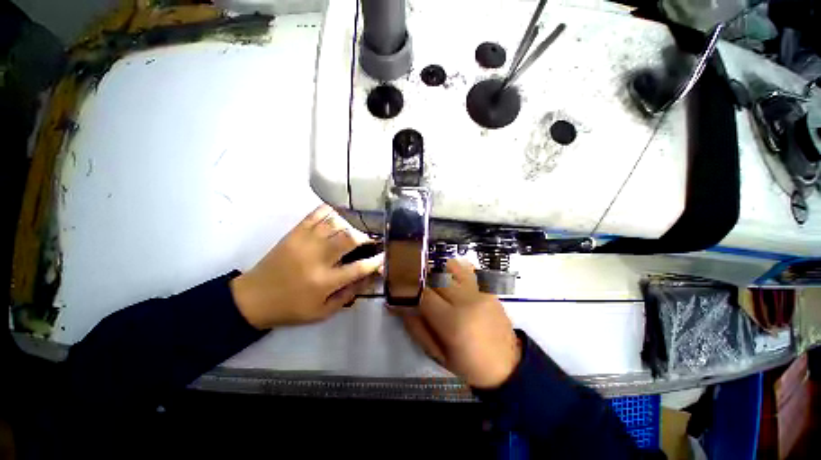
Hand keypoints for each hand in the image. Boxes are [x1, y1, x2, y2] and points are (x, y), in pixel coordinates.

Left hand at [231, 204, 382, 329]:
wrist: (253, 298)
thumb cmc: (291, 308)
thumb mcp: (322, 312)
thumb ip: (348, 295)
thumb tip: (368, 278)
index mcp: (324, 282)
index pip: (358, 268)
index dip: (375, 261)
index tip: (384, 256)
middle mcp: (317, 258)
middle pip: (349, 238)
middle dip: (365, 237)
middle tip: (370, 240)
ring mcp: (304, 242)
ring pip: (335, 223)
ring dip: (350, 224)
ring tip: (356, 229)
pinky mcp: (294, 233)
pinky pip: (316, 214)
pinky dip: (330, 211)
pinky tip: (339, 215)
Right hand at [398, 259, 520, 388]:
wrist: (508, 365)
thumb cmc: (469, 365)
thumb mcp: (437, 354)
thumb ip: (415, 326)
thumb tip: (396, 304)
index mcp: (453, 323)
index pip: (423, 294)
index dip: (407, 288)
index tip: (398, 285)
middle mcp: (467, 301)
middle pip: (436, 276)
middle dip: (420, 276)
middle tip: (413, 281)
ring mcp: (480, 291)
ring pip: (451, 266)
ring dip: (437, 269)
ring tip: (431, 279)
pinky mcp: (488, 288)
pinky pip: (466, 269)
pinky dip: (453, 269)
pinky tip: (449, 279)